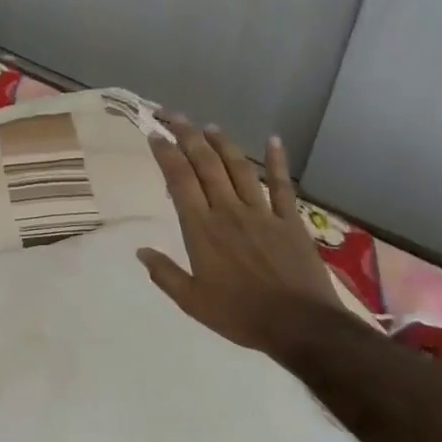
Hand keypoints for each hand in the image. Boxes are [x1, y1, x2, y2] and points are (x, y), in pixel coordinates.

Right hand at [137, 117, 347, 359]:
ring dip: (223, 144)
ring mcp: (262, 213)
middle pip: (206, 165)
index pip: (179, 181)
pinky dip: (277, 161)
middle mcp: (229, 212)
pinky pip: (282, 185)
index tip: (154, 135)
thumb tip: (140, 252)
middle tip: (174, 116)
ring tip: (209, 127)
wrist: (300, 325)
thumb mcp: (192, 301)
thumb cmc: (240, 315)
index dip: (166, 154)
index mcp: (202, 230)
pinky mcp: (290, 220)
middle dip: (188, 137)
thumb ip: (165, 274)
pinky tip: (273, 140)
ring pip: (239, 169)